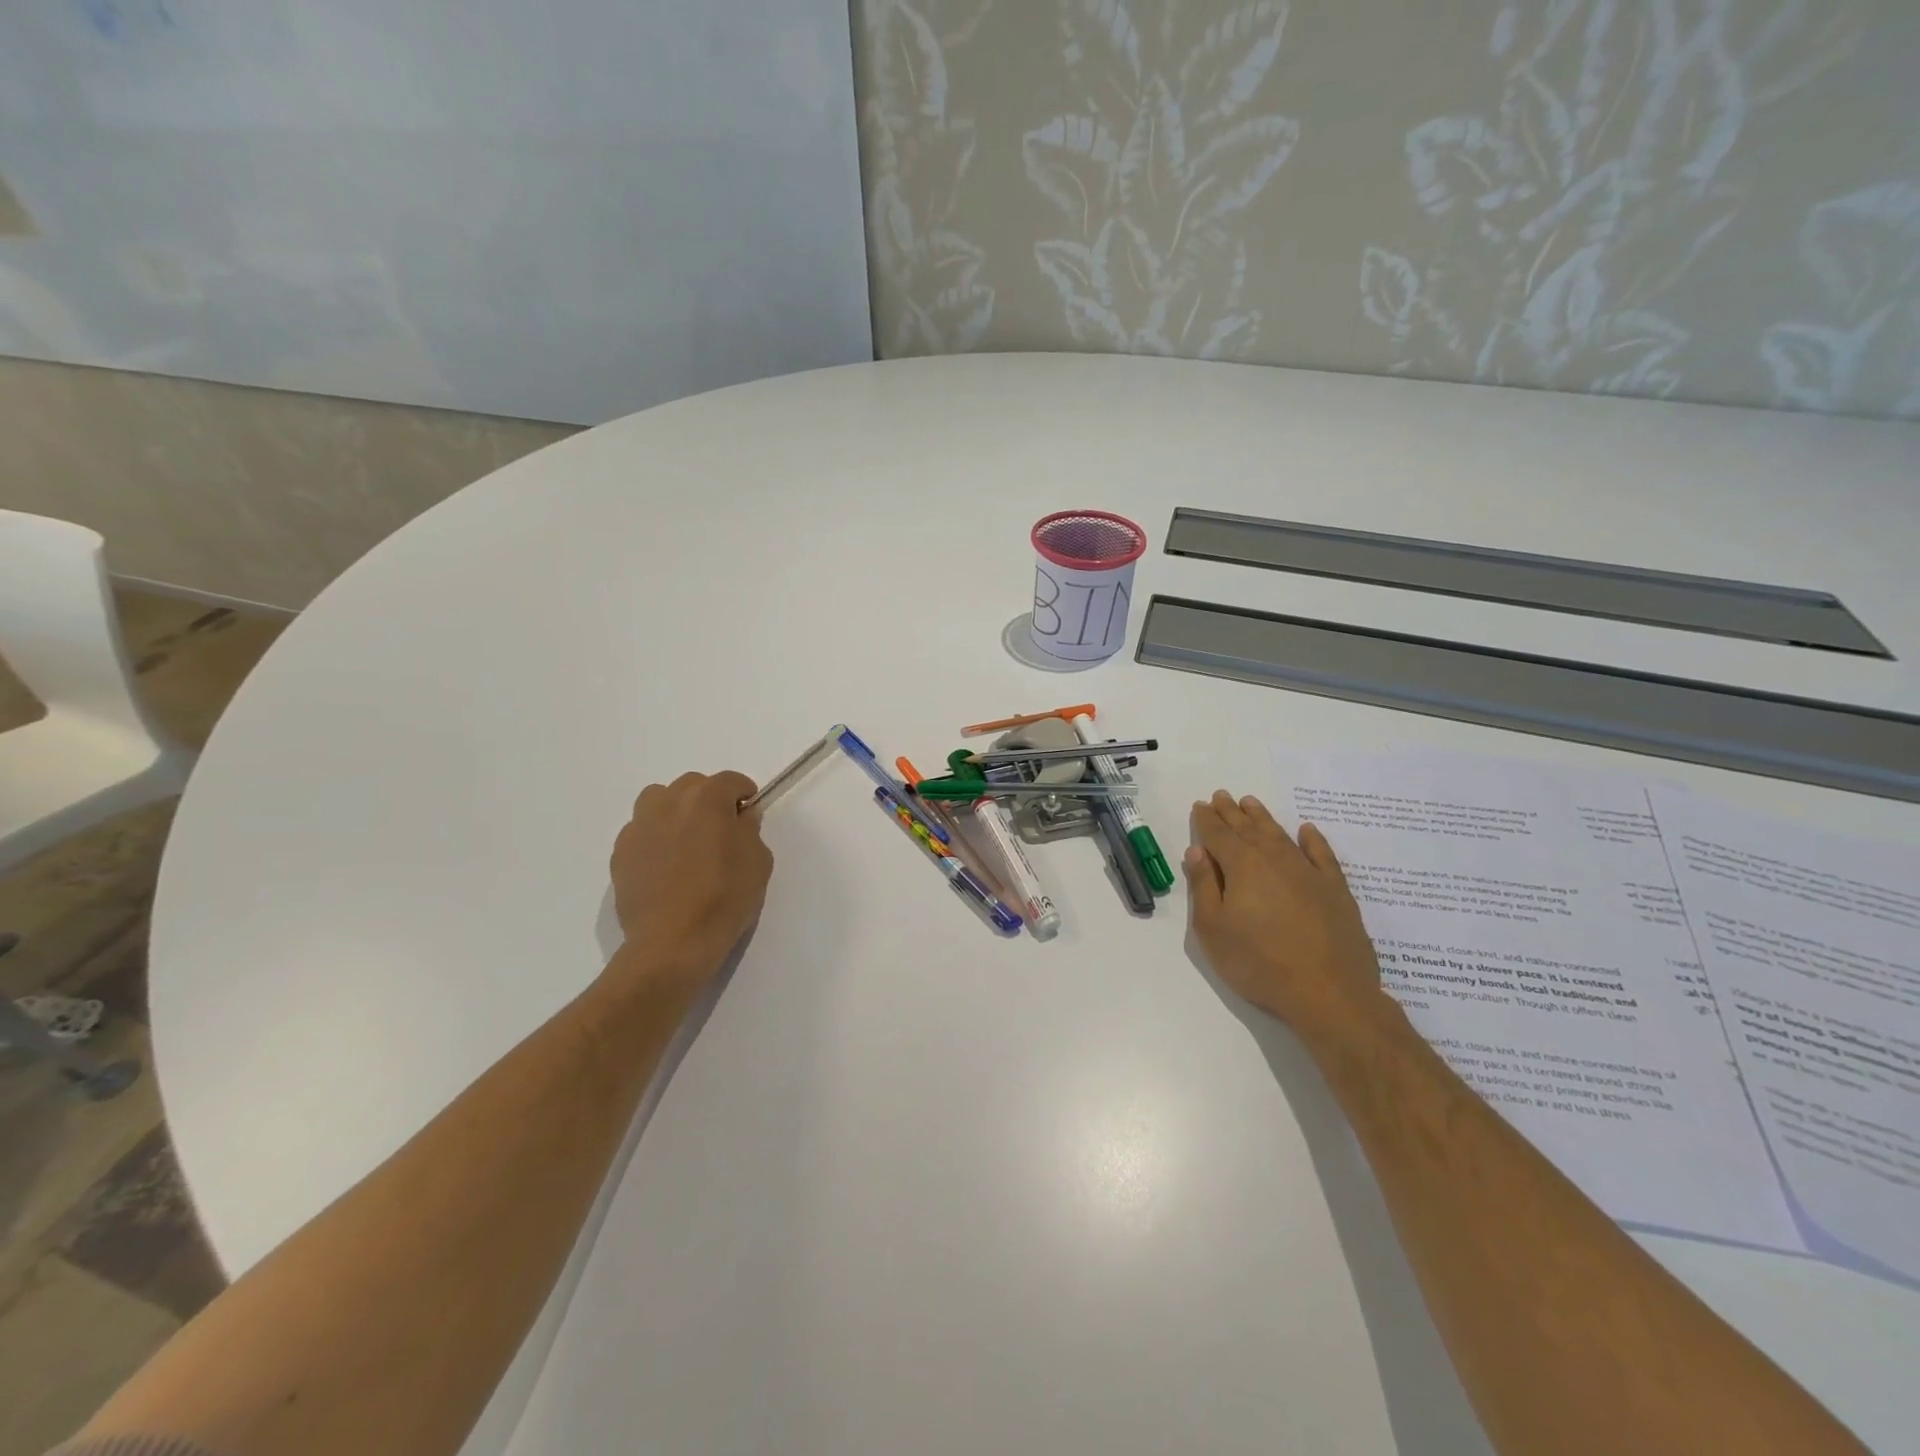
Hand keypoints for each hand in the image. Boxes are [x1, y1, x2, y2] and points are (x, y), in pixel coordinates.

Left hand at [609, 771, 773, 990]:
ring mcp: (639, 826)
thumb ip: (750, 831)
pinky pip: (642, 831)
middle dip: (709, 799)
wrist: (672, 942)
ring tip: (687, 841)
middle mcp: (669, 802)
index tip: (749, 812)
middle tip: (721, 829)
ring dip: (676, 811)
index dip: (744, 793)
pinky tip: (666, 866)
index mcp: (707, 799)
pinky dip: (656, 837)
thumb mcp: (758, 862)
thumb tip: (740, 819)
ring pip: (659, 800)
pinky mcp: (621, 852)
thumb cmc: (724, 898)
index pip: (730, 781)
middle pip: (692, 785)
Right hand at [1184, 790, 1382, 1029]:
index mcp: (1242, 866)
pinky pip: (1322, 855)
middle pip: (1248, 829)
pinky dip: (1313, 840)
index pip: (1218, 835)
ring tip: (1251, 803)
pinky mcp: (1336, 890)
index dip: (1206, 820)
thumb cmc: (1259, 963)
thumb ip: (1203, 887)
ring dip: (1263, 818)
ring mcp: (1309, 873)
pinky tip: (1306, 831)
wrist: (1329, 993)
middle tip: (1222, 796)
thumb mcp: (1213, 930)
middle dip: (1231, 813)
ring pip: (1280, 836)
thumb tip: (1198, 852)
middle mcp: (1275, 860)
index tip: (1200, 806)